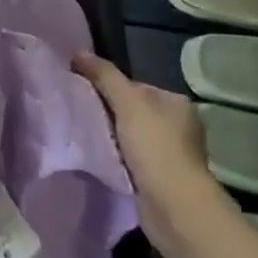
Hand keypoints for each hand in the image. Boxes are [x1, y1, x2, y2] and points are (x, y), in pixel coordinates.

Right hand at [74, 53, 220, 249]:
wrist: (174, 205)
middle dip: (108, 114)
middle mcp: (180, 126)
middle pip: (132, 111)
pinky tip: (102, 160)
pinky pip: (131, 159)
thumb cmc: (154, 146)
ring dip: (111, 138)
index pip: (134, 86)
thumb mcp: (127, 102)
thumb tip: (77, 51)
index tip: (84, 94)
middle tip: (80, 116)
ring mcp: (172, 154)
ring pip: (130, 136)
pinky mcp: (162, 179)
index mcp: (176, 103)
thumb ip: (103, 75)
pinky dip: (117, 158)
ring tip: (86, 138)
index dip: (108, 88)